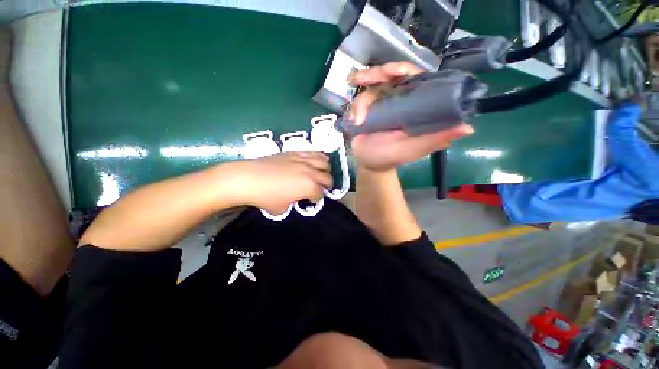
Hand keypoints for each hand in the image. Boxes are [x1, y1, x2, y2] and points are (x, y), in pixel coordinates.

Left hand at [235, 152, 331, 214]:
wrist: (248, 178)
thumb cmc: (265, 197)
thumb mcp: (282, 208)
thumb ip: (294, 203)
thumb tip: (295, 198)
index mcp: (309, 187)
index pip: (320, 194)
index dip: (317, 199)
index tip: (312, 200)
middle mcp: (310, 172)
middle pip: (327, 177)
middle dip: (327, 185)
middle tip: (321, 188)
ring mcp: (303, 160)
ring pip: (324, 162)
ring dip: (326, 169)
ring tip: (322, 173)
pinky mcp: (295, 153)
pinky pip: (313, 152)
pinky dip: (318, 157)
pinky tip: (316, 161)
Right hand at [348, 62, 473, 170]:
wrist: (368, 163)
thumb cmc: (390, 157)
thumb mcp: (412, 149)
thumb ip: (434, 139)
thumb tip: (467, 128)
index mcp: (414, 106)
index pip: (415, 79)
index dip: (405, 70)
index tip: (393, 71)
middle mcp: (399, 100)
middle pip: (390, 75)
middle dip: (376, 74)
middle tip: (361, 79)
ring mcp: (381, 103)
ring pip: (371, 86)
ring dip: (361, 100)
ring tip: (357, 117)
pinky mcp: (366, 109)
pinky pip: (359, 100)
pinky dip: (355, 109)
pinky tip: (354, 121)